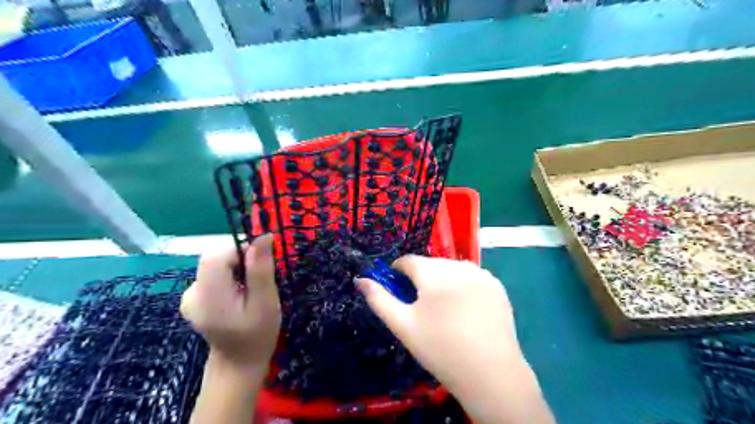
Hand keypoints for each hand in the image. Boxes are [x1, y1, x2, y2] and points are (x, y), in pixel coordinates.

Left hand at [180, 234, 281, 369]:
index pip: (216, 256)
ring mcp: (190, 296)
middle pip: (215, 258)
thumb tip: (263, 236)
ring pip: (216, 264)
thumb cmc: (257, 335)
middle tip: (258, 282)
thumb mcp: (266, 302)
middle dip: (241, 261)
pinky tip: (238, 295)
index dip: (241, 251)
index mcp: (208, 296)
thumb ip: (261, 269)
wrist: (238, 363)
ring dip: (237, 269)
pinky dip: (230, 276)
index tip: (261, 265)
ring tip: (250, 292)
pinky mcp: (194, 297)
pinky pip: (214, 274)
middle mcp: (192, 293)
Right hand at [354, 255, 552, 423]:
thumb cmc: (439, 349)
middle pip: (431, 264)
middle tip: (422, 307)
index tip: (398, 290)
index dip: (398, 273)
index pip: (408, 260)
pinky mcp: (497, 285)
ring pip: (452, 269)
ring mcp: (481, 274)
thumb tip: (360, 280)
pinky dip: (464, 286)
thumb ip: (379, 299)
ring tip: (445, 309)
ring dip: (443, 280)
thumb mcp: (403, 325)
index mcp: (433, 272)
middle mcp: (458, 265)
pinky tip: (466, 309)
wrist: (490, 373)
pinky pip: (472, 277)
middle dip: (422, 278)